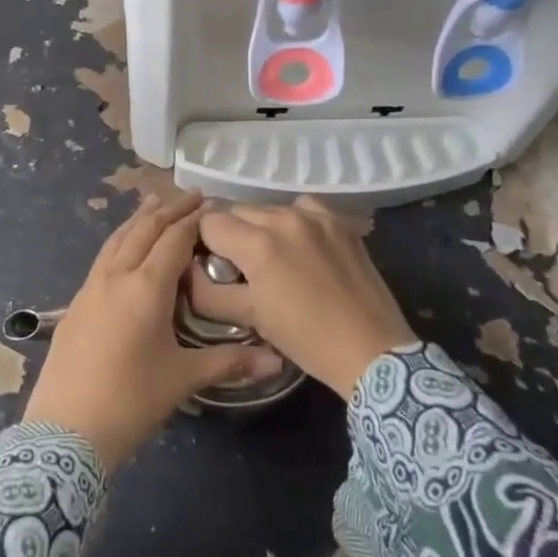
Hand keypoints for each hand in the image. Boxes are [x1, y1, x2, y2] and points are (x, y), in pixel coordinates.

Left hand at [23, 193, 283, 467]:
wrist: (65, 430)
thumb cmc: (131, 400)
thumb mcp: (183, 379)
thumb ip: (230, 361)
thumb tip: (277, 361)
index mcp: (145, 287)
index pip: (173, 239)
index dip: (194, 220)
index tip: (212, 205)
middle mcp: (116, 276)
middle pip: (143, 230)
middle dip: (168, 209)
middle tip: (191, 195)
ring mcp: (90, 287)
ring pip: (117, 239)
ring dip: (140, 219)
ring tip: (155, 203)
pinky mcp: (75, 302)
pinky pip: (103, 257)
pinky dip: (121, 240)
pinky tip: (125, 247)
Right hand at [188, 196, 416, 399]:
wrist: (372, 350)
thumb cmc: (306, 339)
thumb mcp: (250, 318)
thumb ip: (208, 292)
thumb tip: (185, 273)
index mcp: (257, 244)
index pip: (209, 222)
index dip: (202, 241)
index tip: (208, 261)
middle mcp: (284, 218)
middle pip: (237, 210)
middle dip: (230, 233)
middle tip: (237, 264)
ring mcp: (315, 216)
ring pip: (269, 208)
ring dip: (261, 227)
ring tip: (271, 257)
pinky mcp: (339, 221)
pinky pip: (303, 207)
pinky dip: (293, 220)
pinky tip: (299, 244)